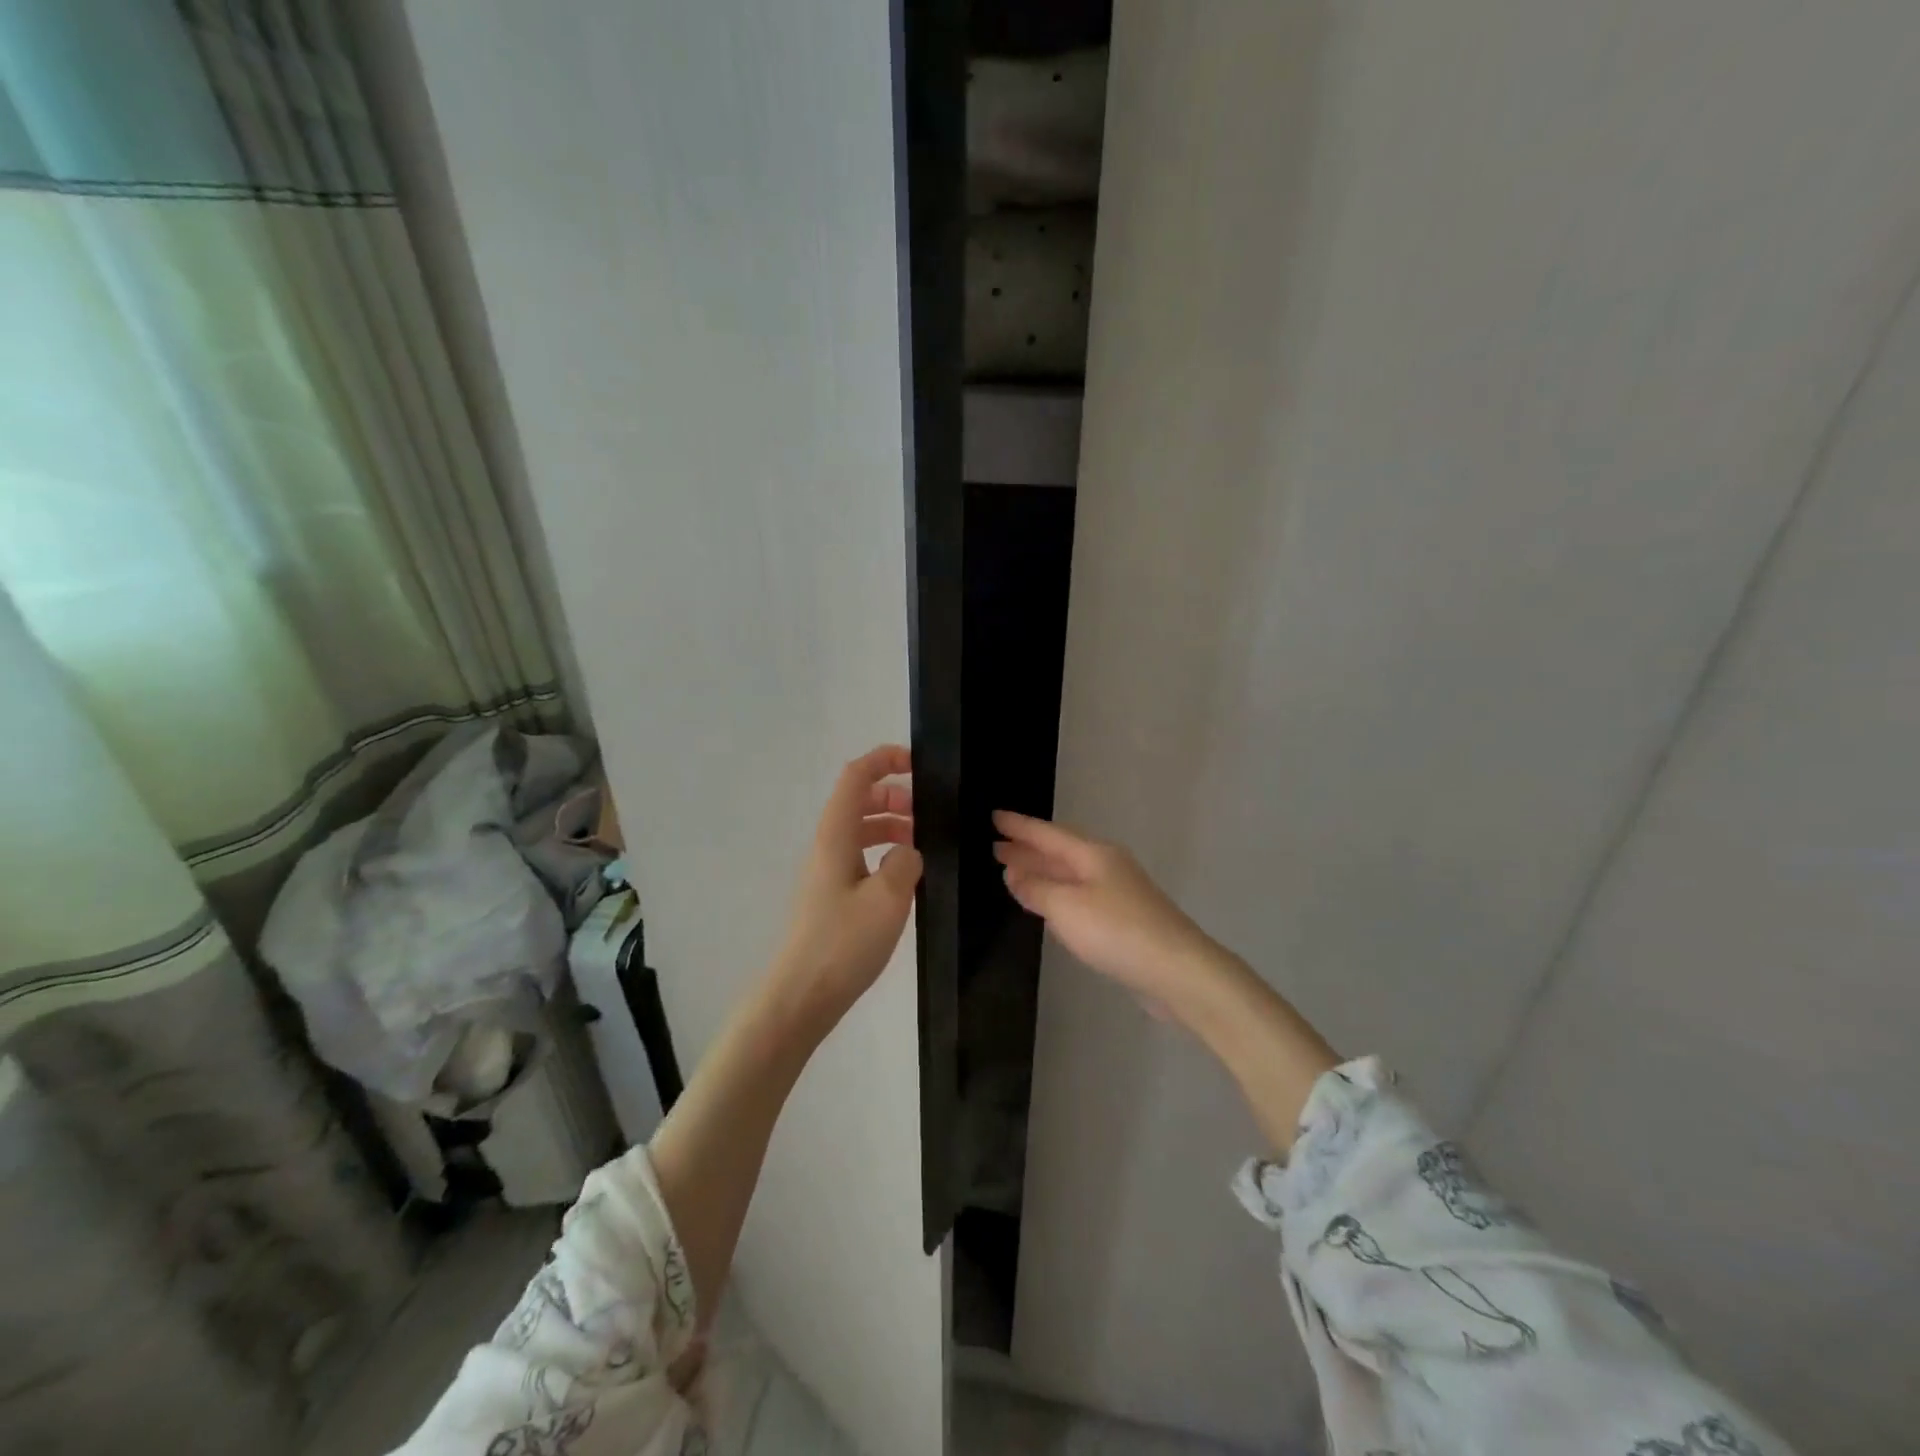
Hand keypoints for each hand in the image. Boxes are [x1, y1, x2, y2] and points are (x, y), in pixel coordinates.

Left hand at [773, 745, 921, 1026]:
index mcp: (836, 835)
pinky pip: (859, 855)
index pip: (856, 777)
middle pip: (858, 799)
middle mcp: (827, 844)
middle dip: (893, 794)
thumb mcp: (888, 898)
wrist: (802, 995)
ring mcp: (827, 870)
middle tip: (927, 812)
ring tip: (922, 843)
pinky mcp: (831, 894)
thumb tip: (907, 852)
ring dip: (890, 824)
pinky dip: (884, 851)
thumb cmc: (843, 943)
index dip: (884, 759)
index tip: (918, 764)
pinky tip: (905, 875)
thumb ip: (905, 862)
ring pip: (859, 829)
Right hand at [992, 810, 1220, 1011]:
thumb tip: (1013, 873)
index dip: (1020, 827)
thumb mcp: (1066, 908)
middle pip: (1060, 852)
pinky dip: (1057, 893)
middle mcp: (1107, 866)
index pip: (1048, 834)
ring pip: (1070, 874)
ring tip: (1013, 871)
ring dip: (1041, 871)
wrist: (1178, 970)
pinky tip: (1047, 903)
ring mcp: (1118, 892)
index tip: (994, 816)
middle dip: (1028, 849)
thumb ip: (1036, 889)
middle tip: (996, 846)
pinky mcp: (1124, 919)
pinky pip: (1080, 895)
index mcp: (1093, 855)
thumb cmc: (1117, 931)